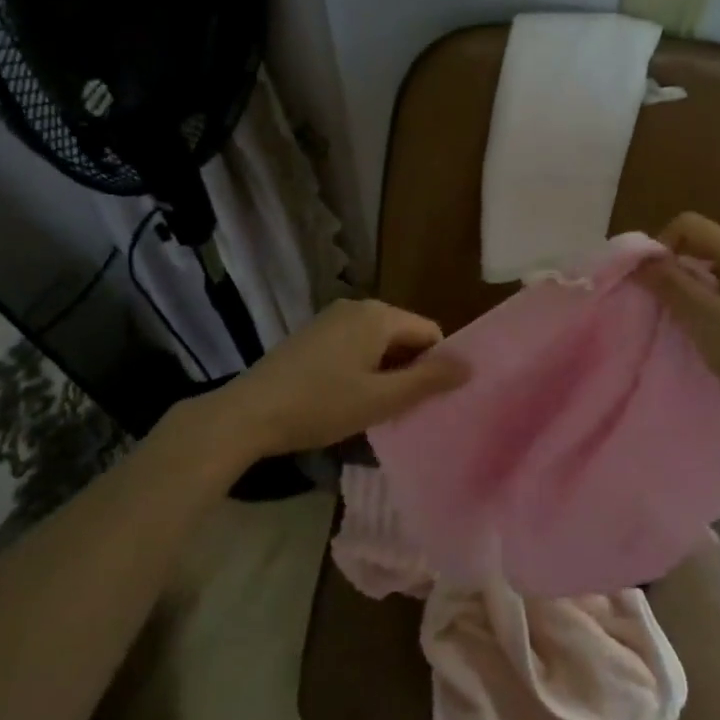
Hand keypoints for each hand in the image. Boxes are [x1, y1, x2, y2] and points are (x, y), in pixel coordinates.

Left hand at [214, 298, 469, 456]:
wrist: (249, 413)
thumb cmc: (322, 405)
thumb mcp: (381, 398)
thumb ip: (429, 380)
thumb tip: (471, 365)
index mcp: (379, 315)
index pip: (430, 333)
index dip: (436, 367)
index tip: (428, 402)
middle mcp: (357, 307)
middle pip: (404, 336)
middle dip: (410, 370)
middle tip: (404, 411)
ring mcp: (331, 319)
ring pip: (378, 344)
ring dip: (385, 373)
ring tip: (376, 409)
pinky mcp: (313, 335)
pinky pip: (354, 346)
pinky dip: (361, 369)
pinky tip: (347, 399)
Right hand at [637, 212, 719, 430]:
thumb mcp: (704, 317)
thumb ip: (670, 284)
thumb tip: (639, 260)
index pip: (688, 225)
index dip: (661, 246)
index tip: (647, 282)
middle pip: (698, 246)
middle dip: (670, 270)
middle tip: (655, 305)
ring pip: (707, 274)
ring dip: (684, 292)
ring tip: (673, 323)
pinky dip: (701, 309)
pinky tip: (696, 335)